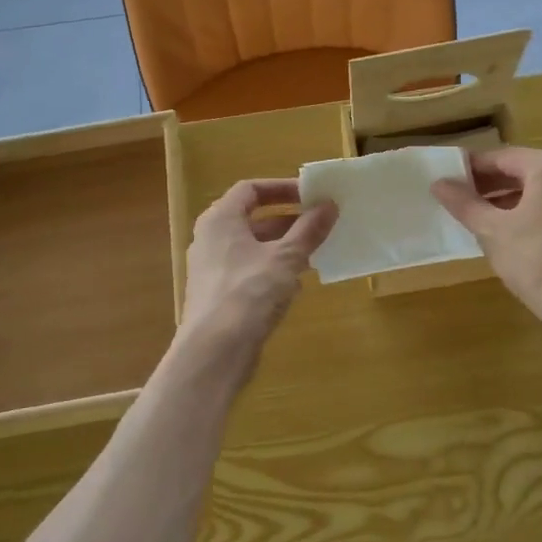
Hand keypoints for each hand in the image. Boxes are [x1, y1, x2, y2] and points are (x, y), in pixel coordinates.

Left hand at [179, 180, 336, 357]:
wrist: (215, 352)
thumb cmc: (248, 293)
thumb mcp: (286, 258)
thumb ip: (308, 230)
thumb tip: (329, 204)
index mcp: (220, 220)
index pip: (250, 189)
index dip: (282, 188)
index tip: (311, 196)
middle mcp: (211, 239)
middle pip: (253, 219)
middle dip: (289, 221)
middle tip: (321, 225)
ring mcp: (213, 269)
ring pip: (254, 248)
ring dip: (285, 248)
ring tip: (316, 253)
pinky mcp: (220, 296)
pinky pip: (250, 273)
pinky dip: (273, 272)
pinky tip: (297, 285)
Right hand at [431, 147, 541, 337]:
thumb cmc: (536, 261)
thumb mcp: (492, 231)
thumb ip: (465, 204)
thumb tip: (439, 183)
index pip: (501, 157)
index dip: (472, 168)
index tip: (448, 179)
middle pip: (522, 172)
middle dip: (490, 184)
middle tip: (460, 199)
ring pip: (538, 192)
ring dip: (508, 200)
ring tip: (480, 218)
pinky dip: (529, 214)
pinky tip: (510, 235)